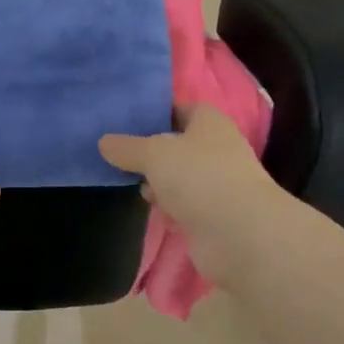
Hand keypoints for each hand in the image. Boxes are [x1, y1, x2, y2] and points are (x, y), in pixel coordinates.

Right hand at [100, 104, 293, 288]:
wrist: (240, 235)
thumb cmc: (199, 177)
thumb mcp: (154, 154)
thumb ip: (127, 147)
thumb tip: (103, 142)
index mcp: (209, 122)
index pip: (180, 109)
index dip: (155, 113)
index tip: (125, 122)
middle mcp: (217, 149)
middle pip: (178, 145)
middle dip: (152, 153)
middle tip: (120, 158)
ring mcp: (217, 185)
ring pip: (180, 178)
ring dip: (160, 185)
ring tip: (135, 187)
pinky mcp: (214, 217)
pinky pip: (185, 207)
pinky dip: (171, 210)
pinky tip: (155, 214)